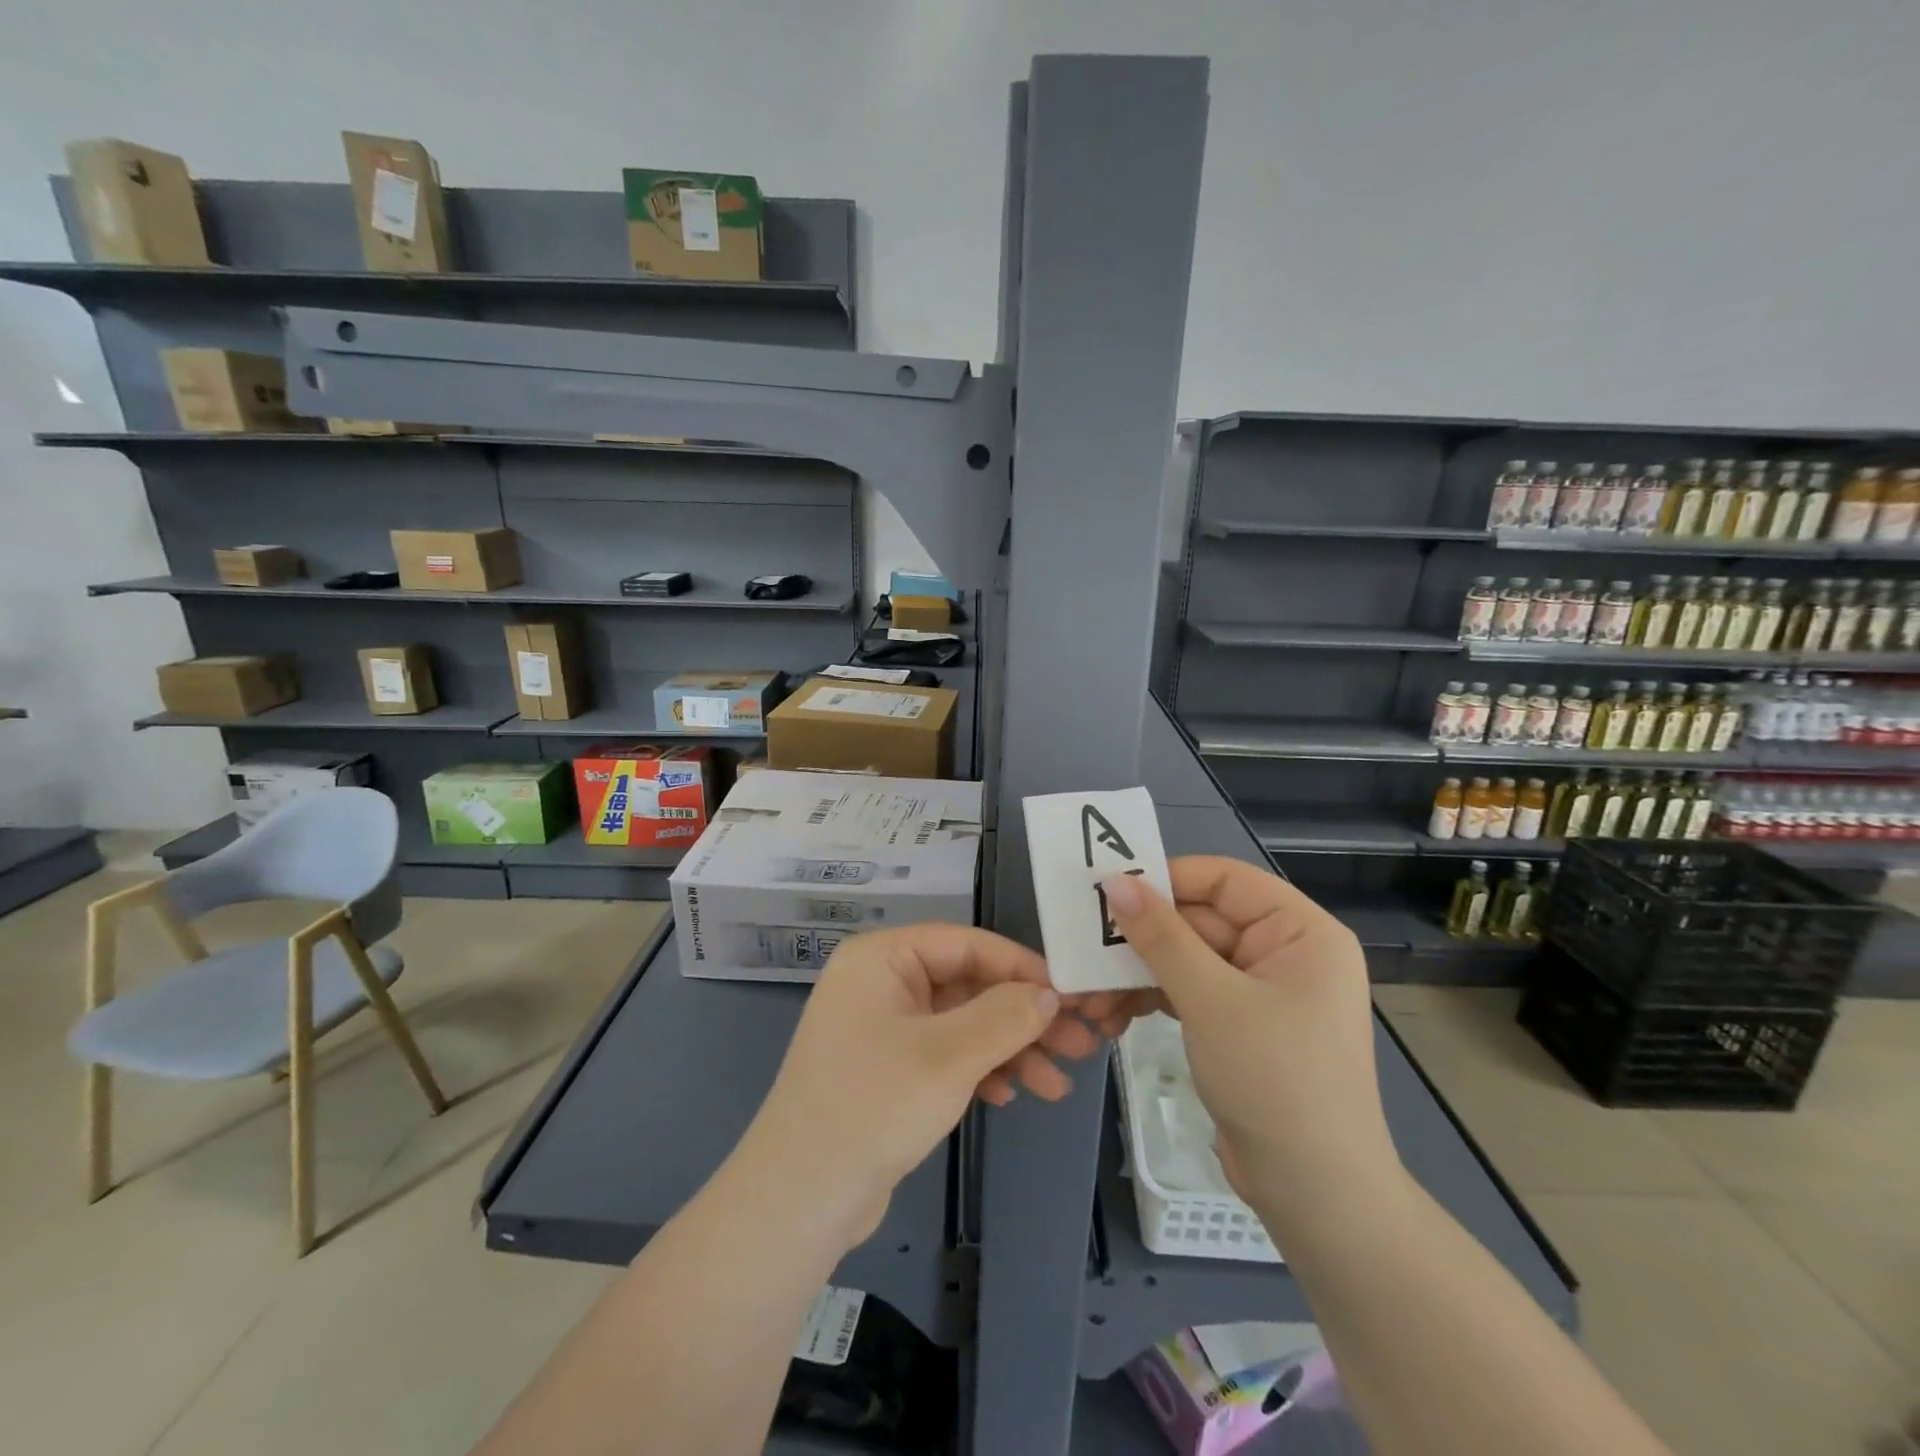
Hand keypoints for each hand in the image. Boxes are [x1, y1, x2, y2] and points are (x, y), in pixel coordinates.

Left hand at [729, 923, 1112, 1247]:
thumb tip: (1050, 993)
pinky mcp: (887, 1070)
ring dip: (1010, 1050)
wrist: (798, 1200)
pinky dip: (980, 1071)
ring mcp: (883, 1028)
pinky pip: (945, 1055)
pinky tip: (1011, 1097)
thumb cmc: (873, 1105)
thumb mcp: (948, 1056)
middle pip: (968, 985)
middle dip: (1023, 1018)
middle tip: (1079, 1045)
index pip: (966, 944)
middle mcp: (881, 983)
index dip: (1021, 966)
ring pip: (962, 1024)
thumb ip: (1006, 1016)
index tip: (1071, 994)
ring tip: (1058, 1085)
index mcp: (883, 958)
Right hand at [1099, 857, 1399, 1218]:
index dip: (1168, 879)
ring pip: (1186, 959)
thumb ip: (1161, 936)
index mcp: (1300, 931)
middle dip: (1141, 940)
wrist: (1315, 1197)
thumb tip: (1114, 881)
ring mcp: (1260, 990)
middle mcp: (1283, 951)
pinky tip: (1113, 1017)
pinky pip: (1188, 992)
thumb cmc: (1275, 1081)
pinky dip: (1151, 1000)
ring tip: (1090, 998)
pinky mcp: (1238, 1025)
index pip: (1225, 879)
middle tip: (1083, 950)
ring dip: (1137, 974)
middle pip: (1199, 920)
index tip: (1109, 891)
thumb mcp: (1212, 1000)